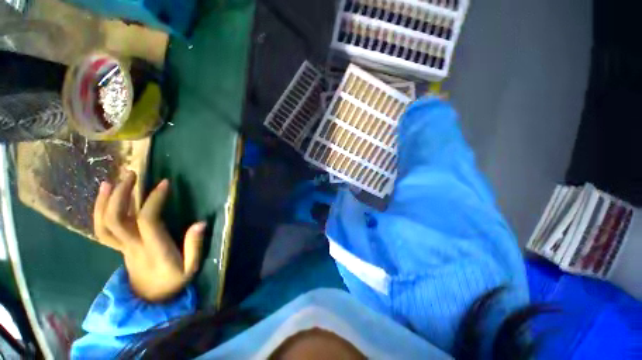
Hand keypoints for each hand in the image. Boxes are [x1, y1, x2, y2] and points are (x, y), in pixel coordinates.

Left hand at [93, 171, 205, 301]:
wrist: (151, 299)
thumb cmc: (173, 281)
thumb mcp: (191, 268)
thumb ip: (195, 246)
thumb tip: (200, 223)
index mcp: (154, 250)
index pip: (147, 221)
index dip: (154, 200)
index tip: (165, 183)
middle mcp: (133, 246)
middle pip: (116, 220)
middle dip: (121, 194)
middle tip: (131, 174)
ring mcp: (122, 247)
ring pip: (103, 224)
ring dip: (105, 201)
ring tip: (112, 181)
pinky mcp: (119, 247)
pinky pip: (102, 229)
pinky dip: (99, 211)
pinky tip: (104, 196)